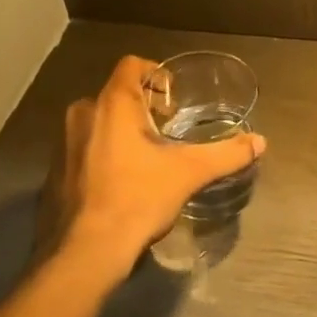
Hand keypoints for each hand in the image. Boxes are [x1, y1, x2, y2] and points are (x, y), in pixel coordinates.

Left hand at [42, 55, 264, 287]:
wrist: (86, 252)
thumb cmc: (138, 199)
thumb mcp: (189, 173)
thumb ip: (226, 154)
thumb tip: (260, 142)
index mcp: (112, 104)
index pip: (132, 65)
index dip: (156, 74)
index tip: (174, 100)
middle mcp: (83, 114)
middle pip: (116, 93)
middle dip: (143, 106)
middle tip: (168, 130)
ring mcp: (64, 143)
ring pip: (99, 121)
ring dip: (123, 130)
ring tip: (149, 157)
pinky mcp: (56, 171)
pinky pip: (85, 147)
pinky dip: (104, 153)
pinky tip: (123, 182)